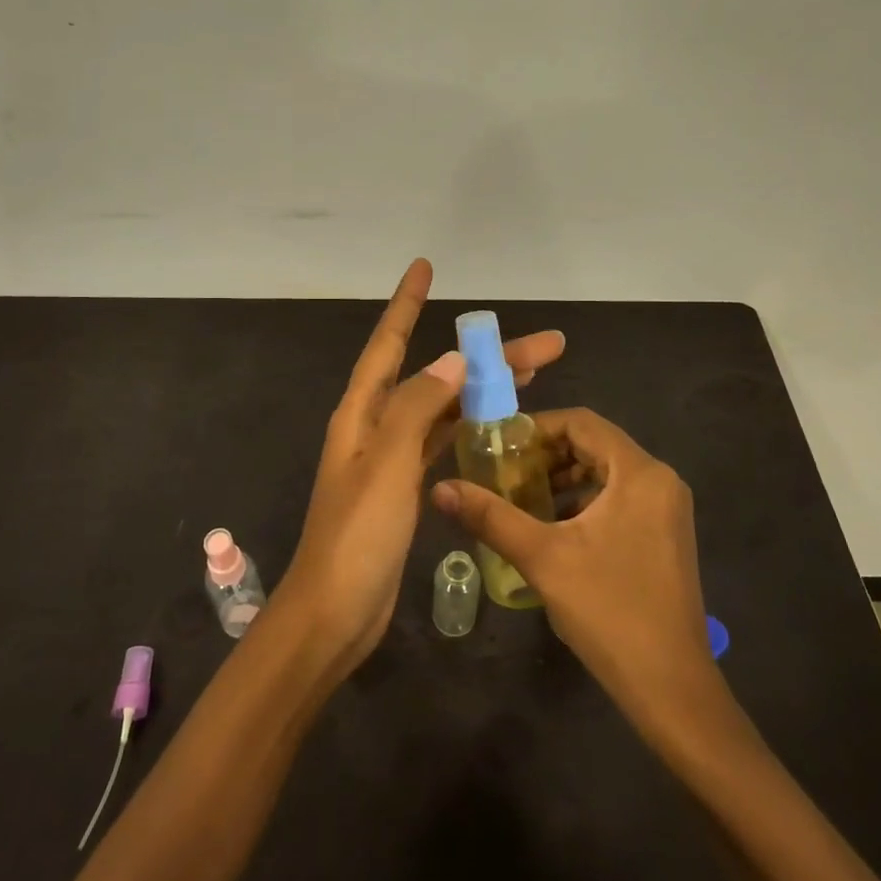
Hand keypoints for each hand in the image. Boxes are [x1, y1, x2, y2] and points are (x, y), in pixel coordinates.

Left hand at [279, 259, 565, 665]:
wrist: (335, 613)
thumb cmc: (357, 535)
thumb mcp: (386, 463)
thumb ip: (417, 407)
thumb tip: (451, 359)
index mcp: (362, 413)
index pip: (387, 343)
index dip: (406, 303)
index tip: (425, 267)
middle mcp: (375, 427)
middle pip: (433, 375)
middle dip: (484, 356)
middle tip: (546, 346)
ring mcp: (391, 459)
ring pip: (445, 409)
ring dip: (484, 391)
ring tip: (534, 377)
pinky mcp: (406, 489)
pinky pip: (444, 443)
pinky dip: (471, 429)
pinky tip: (501, 426)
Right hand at [431, 408, 710, 709]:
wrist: (671, 688)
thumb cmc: (608, 611)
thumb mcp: (542, 558)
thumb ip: (490, 517)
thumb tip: (440, 487)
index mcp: (639, 473)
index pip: (582, 422)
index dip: (537, 427)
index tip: (499, 447)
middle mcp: (660, 480)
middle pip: (595, 444)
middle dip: (547, 455)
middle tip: (505, 473)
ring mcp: (667, 509)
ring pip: (607, 472)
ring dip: (564, 478)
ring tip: (522, 499)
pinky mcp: (666, 535)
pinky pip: (620, 497)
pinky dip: (585, 501)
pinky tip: (554, 528)